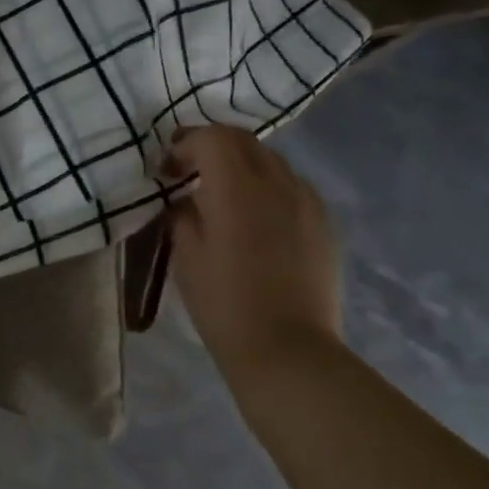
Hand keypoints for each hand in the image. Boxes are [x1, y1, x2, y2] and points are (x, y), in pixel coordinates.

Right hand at [165, 125, 341, 378]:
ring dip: (240, 166)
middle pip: (244, 141)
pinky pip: (290, 187)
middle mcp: (279, 183)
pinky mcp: (323, 223)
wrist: (287, 349)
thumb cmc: (224, 305)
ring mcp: (308, 201)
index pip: (212, 138)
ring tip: (219, 195)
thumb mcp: (186, 257)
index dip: (184, 145)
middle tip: (187, 172)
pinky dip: (265, 187)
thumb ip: (183, 215)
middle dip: (211, 147)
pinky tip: (252, 218)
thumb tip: (186, 199)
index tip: (165, 170)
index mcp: (238, 189)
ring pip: (271, 162)